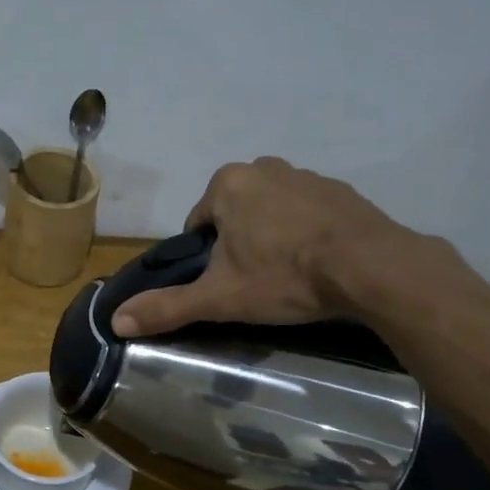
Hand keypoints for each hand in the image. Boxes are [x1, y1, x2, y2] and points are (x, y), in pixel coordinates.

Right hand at [112, 157, 446, 337]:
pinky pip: (308, 212)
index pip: (198, 223)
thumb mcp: (220, 297)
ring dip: (272, 237)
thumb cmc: (285, 276)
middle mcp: (264, 167)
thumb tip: (116, 321)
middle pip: (234, 214)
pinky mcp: (341, 191)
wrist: (373, 268)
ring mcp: (307, 175)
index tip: (225, 283)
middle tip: (256, 282)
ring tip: (288, 276)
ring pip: (271, 211)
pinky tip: (318, 264)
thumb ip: (167, 306)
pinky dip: (306, 233)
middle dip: (239, 244)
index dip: (206, 257)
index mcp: (228, 184)